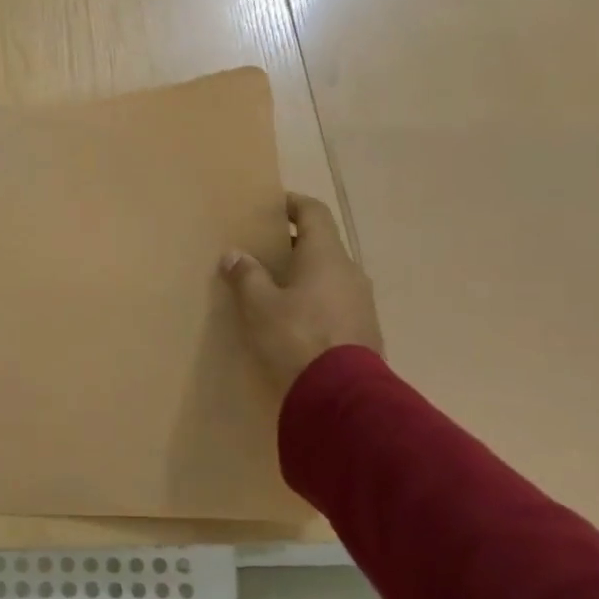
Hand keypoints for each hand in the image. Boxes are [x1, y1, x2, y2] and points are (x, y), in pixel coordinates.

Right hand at [220, 193, 382, 400]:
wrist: (342, 395)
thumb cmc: (296, 337)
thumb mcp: (259, 305)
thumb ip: (246, 275)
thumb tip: (234, 254)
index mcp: (326, 256)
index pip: (314, 213)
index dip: (293, 204)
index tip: (272, 205)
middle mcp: (349, 271)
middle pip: (322, 245)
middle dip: (294, 244)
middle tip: (263, 250)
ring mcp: (361, 302)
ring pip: (330, 275)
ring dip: (305, 275)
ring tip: (275, 288)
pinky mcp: (364, 330)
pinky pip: (336, 302)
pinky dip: (315, 299)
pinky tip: (294, 319)